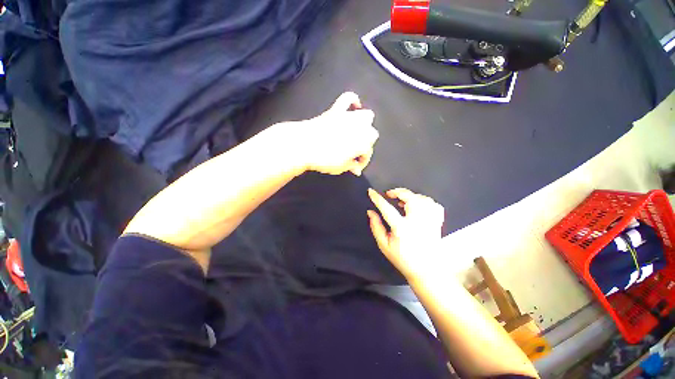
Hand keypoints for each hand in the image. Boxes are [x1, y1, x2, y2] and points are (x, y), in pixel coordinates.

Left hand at [299, 92, 378, 175]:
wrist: (303, 145)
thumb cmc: (323, 159)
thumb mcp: (340, 167)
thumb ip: (351, 166)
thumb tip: (356, 168)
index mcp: (363, 143)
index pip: (367, 153)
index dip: (362, 161)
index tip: (355, 167)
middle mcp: (361, 128)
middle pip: (371, 135)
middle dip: (364, 144)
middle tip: (354, 153)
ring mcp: (349, 117)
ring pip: (367, 116)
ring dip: (364, 126)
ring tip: (356, 134)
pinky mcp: (336, 110)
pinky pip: (348, 99)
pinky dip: (353, 101)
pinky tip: (355, 106)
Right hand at [367, 188, 444, 278]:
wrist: (426, 271)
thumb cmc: (402, 258)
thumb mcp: (384, 245)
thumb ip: (376, 227)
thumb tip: (370, 212)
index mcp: (402, 228)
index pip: (387, 209)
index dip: (378, 199)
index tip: (371, 191)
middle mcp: (417, 222)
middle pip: (410, 198)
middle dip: (398, 192)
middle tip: (390, 194)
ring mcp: (430, 221)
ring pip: (422, 199)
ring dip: (411, 196)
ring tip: (403, 200)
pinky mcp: (437, 222)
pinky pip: (433, 204)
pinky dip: (425, 201)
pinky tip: (418, 205)